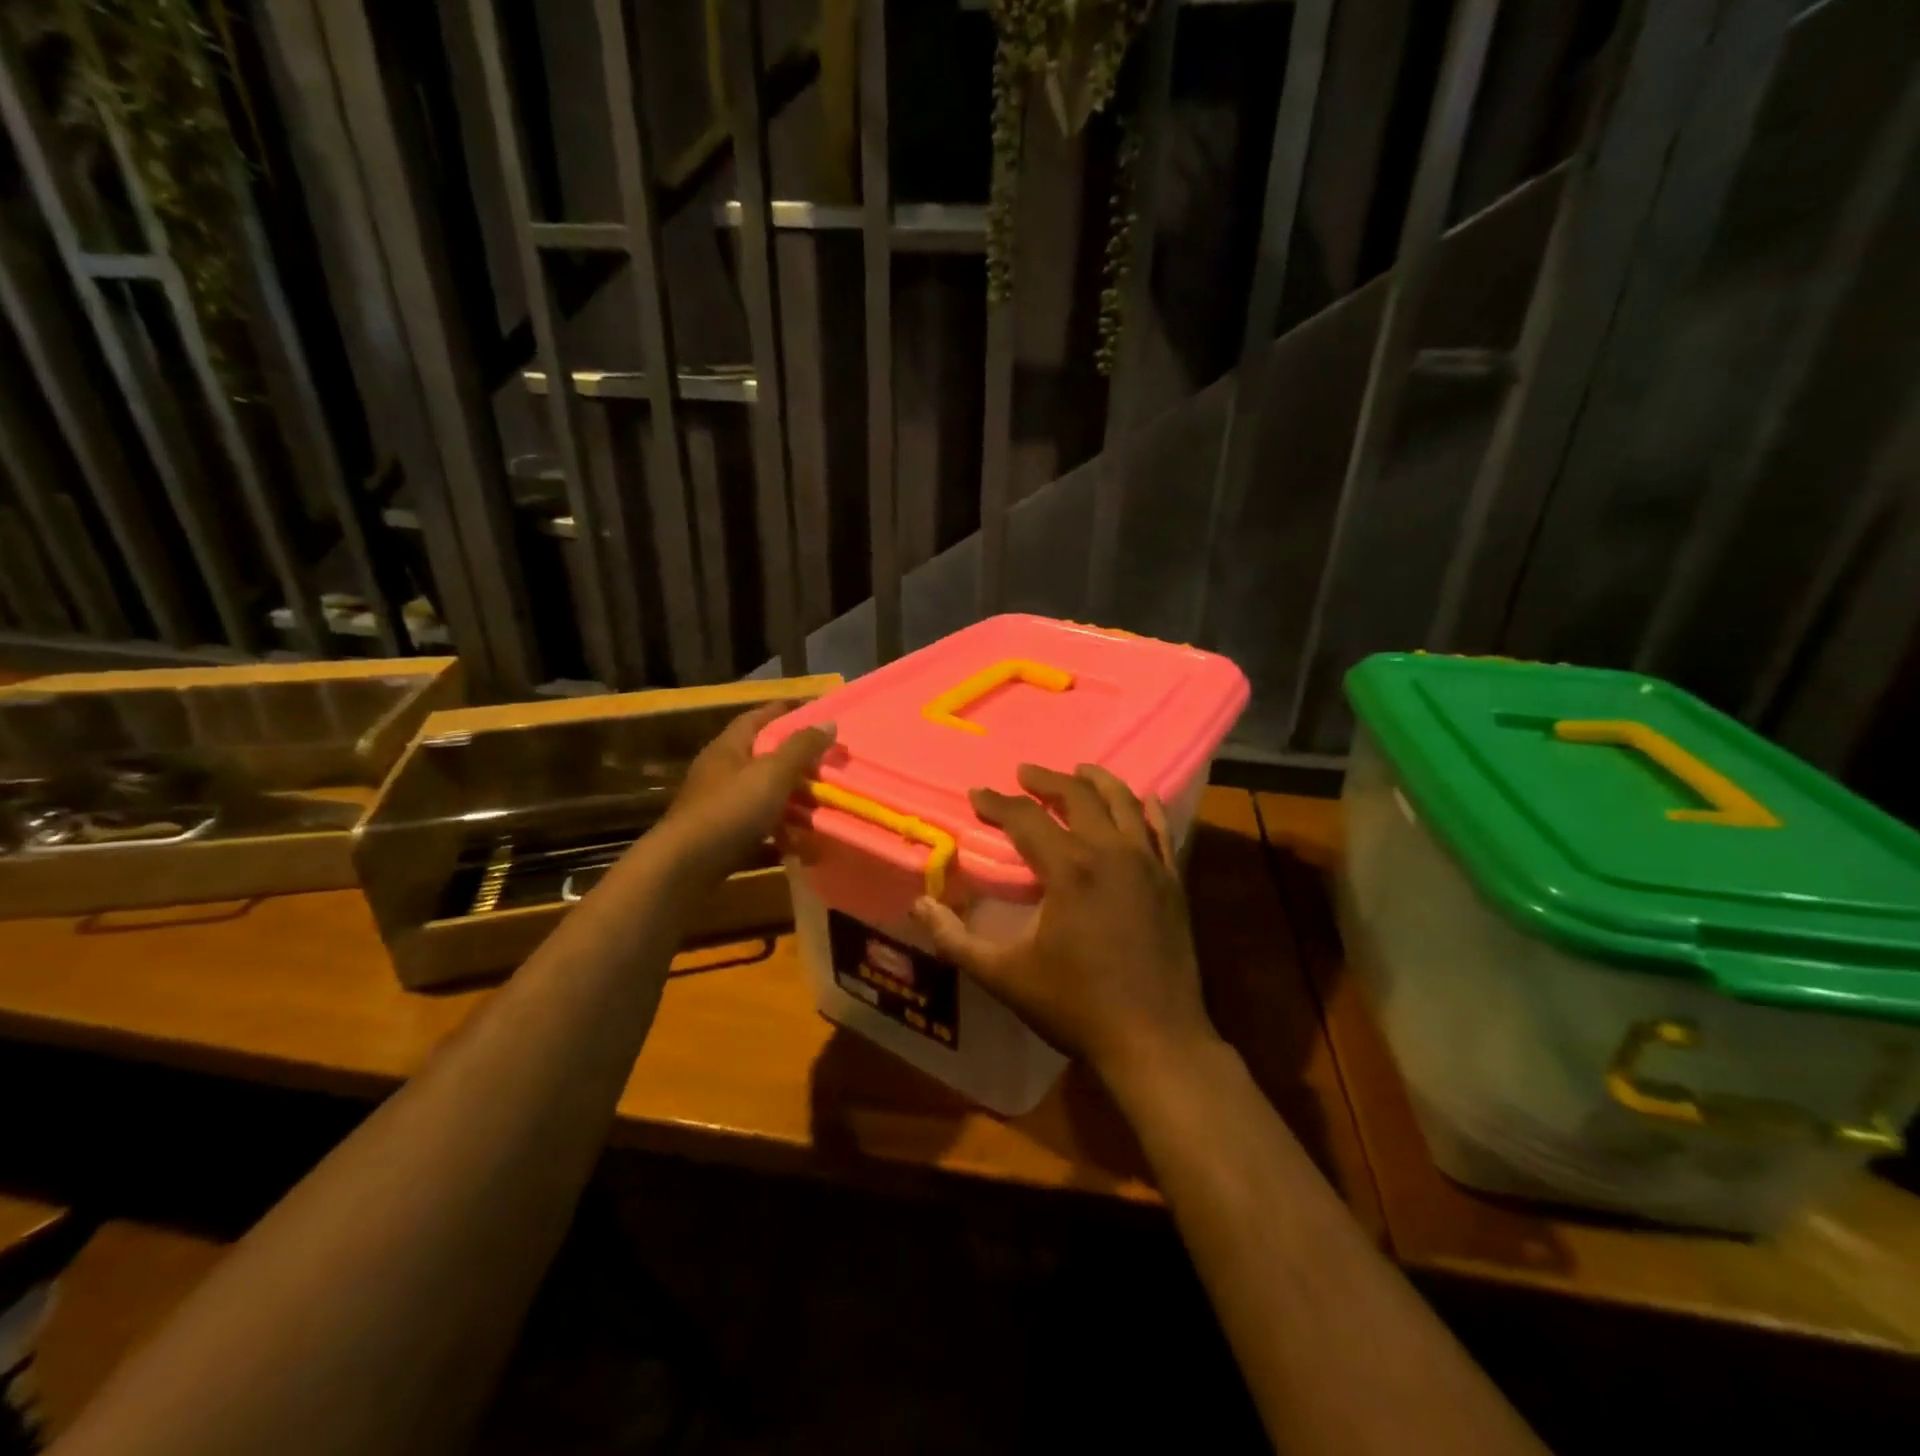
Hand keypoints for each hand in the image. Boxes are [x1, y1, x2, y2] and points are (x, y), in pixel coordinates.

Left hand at [659, 703, 834, 880]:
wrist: (685, 867)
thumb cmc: (731, 809)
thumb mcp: (772, 773)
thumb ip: (802, 748)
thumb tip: (828, 722)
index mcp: (728, 748)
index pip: (758, 717)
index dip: (786, 710)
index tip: (817, 710)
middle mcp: (721, 773)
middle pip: (763, 758)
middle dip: (797, 761)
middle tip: (830, 763)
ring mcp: (720, 808)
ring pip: (764, 797)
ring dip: (794, 801)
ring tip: (826, 806)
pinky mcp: (723, 838)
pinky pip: (761, 831)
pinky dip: (783, 836)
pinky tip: (807, 847)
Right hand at [910, 764, 1220, 1090]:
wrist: (1155, 1041)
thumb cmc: (1076, 1006)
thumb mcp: (1005, 977)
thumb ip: (956, 940)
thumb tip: (919, 905)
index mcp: (1069, 869)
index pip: (1026, 819)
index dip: (997, 803)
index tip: (976, 795)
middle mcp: (1110, 853)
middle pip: (1078, 796)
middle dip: (1046, 780)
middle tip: (1024, 773)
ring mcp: (1148, 864)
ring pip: (1123, 802)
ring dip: (1097, 781)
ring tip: (1078, 771)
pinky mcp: (1173, 881)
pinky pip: (1160, 830)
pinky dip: (1147, 809)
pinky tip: (1141, 799)